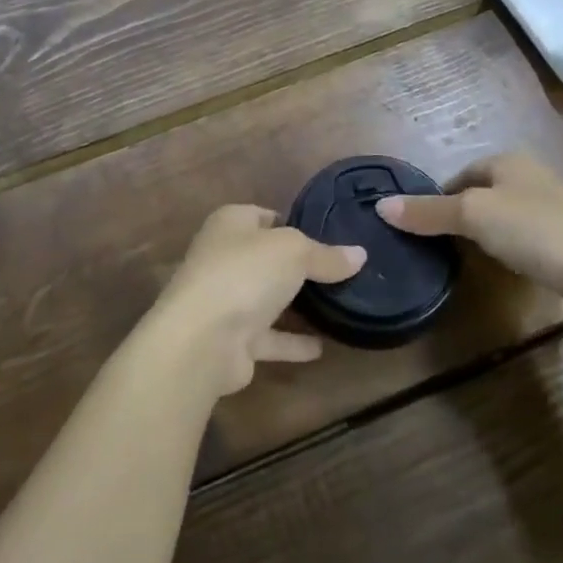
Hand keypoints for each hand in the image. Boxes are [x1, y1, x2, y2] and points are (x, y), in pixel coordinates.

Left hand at [149, 205, 365, 397]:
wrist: (203, 339)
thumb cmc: (245, 273)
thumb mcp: (294, 251)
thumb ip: (326, 255)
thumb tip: (360, 254)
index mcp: (230, 224)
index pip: (264, 216)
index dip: (293, 223)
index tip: (329, 236)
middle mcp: (223, 258)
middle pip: (266, 258)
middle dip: (297, 266)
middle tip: (340, 272)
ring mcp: (225, 300)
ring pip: (266, 298)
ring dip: (294, 305)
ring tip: (337, 306)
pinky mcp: (231, 340)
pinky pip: (269, 337)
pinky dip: (292, 342)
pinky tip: (322, 347)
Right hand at [375, 153, 562, 332]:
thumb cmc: (536, 230)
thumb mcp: (473, 215)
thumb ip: (428, 212)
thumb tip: (381, 206)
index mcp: (508, 162)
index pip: (461, 174)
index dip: (438, 197)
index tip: (421, 225)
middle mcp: (531, 179)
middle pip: (482, 195)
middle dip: (461, 217)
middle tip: (437, 246)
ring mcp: (555, 212)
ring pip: (505, 220)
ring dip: (486, 237)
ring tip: (466, 261)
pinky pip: (527, 243)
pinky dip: (512, 254)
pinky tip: (506, 272)